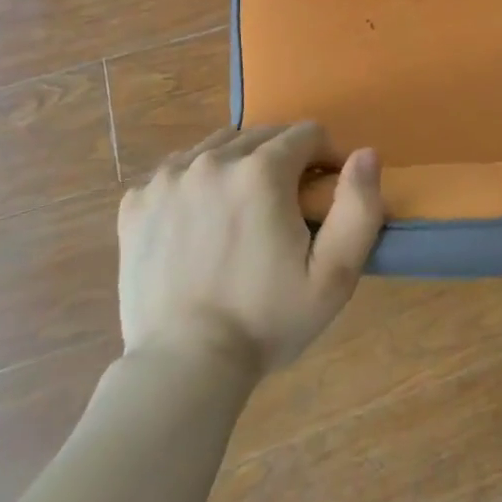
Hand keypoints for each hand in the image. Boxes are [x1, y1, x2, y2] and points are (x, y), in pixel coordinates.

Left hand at [117, 123, 382, 372]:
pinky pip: (178, 169)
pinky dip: (198, 181)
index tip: (324, 194)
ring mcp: (168, 178)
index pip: (308, 134)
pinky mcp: (136, 201)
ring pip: (220, 146)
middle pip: (264, 135)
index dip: (326, 158)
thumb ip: (359, 207)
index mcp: (261, 171)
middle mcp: (212, 160)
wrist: (183, 368)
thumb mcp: (334, 275)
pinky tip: (202, 219)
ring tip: (244, 210)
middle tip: (287, 208)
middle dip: (285, 159)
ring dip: (241, 164)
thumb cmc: (266, 321)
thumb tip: (365, 153)